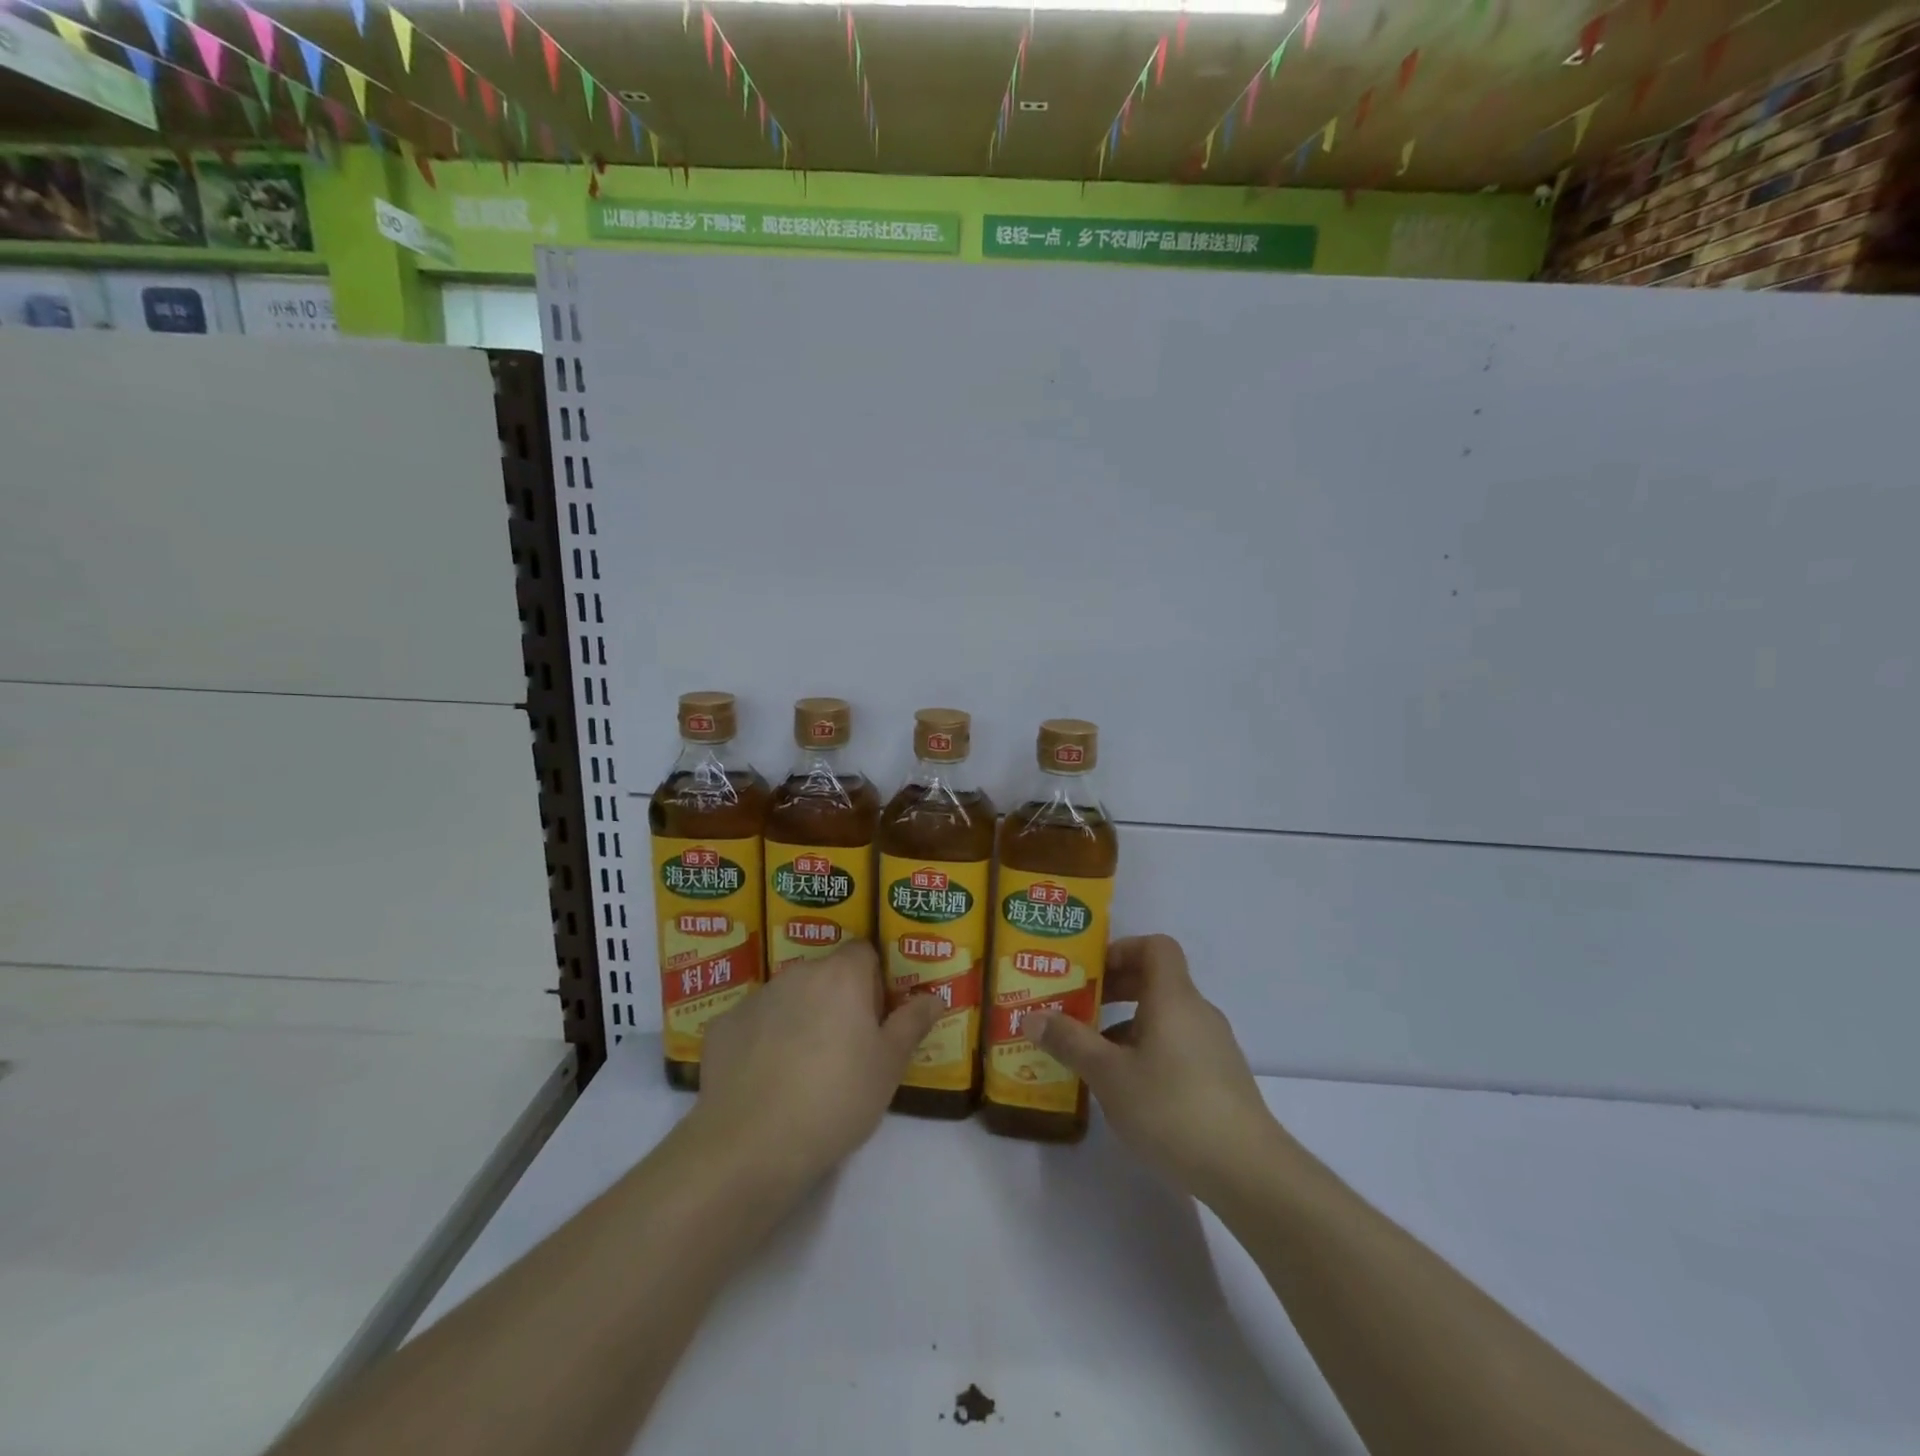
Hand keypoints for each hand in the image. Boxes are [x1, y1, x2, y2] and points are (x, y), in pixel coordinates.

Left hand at [694, 942, 941, 1184]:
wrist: (752, 1144)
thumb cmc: (836, 1099)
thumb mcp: (889, 1066)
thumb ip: (912, 1024)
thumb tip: (934, 997)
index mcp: (841, 976)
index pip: (864, 952)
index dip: (874, 981)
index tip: (876, 1018)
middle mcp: (797, 974)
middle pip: (825, 974)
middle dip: (836, 1000)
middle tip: (844, 1049)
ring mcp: (755, 998)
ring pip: (788, 998)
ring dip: (799, 1018)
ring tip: (802, 1070)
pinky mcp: (722, 1026)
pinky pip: (753, 1023)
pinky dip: (761, 1041)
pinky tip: (764, 1080)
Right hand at [1024, 934, 1278, 1199]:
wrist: (1248, 1171)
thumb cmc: (1172, 1108)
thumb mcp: (1108, 1075)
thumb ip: (1069, 1042)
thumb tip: (1031, 1016)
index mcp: (1173, 998)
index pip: (1155, 947)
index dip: (1121, 950)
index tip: (1090, 974)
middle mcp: (1197, 1012)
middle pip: (1157, 980)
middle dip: (1116, 989)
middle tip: (1079, 1008)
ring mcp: (1214, 1046)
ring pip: (1166, 1017)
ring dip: (1128, 1024)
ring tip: (1095, 1054)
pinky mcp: (1221, 1079)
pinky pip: (1178, 1045)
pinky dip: (1149, 1050)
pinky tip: (1129, 1088)